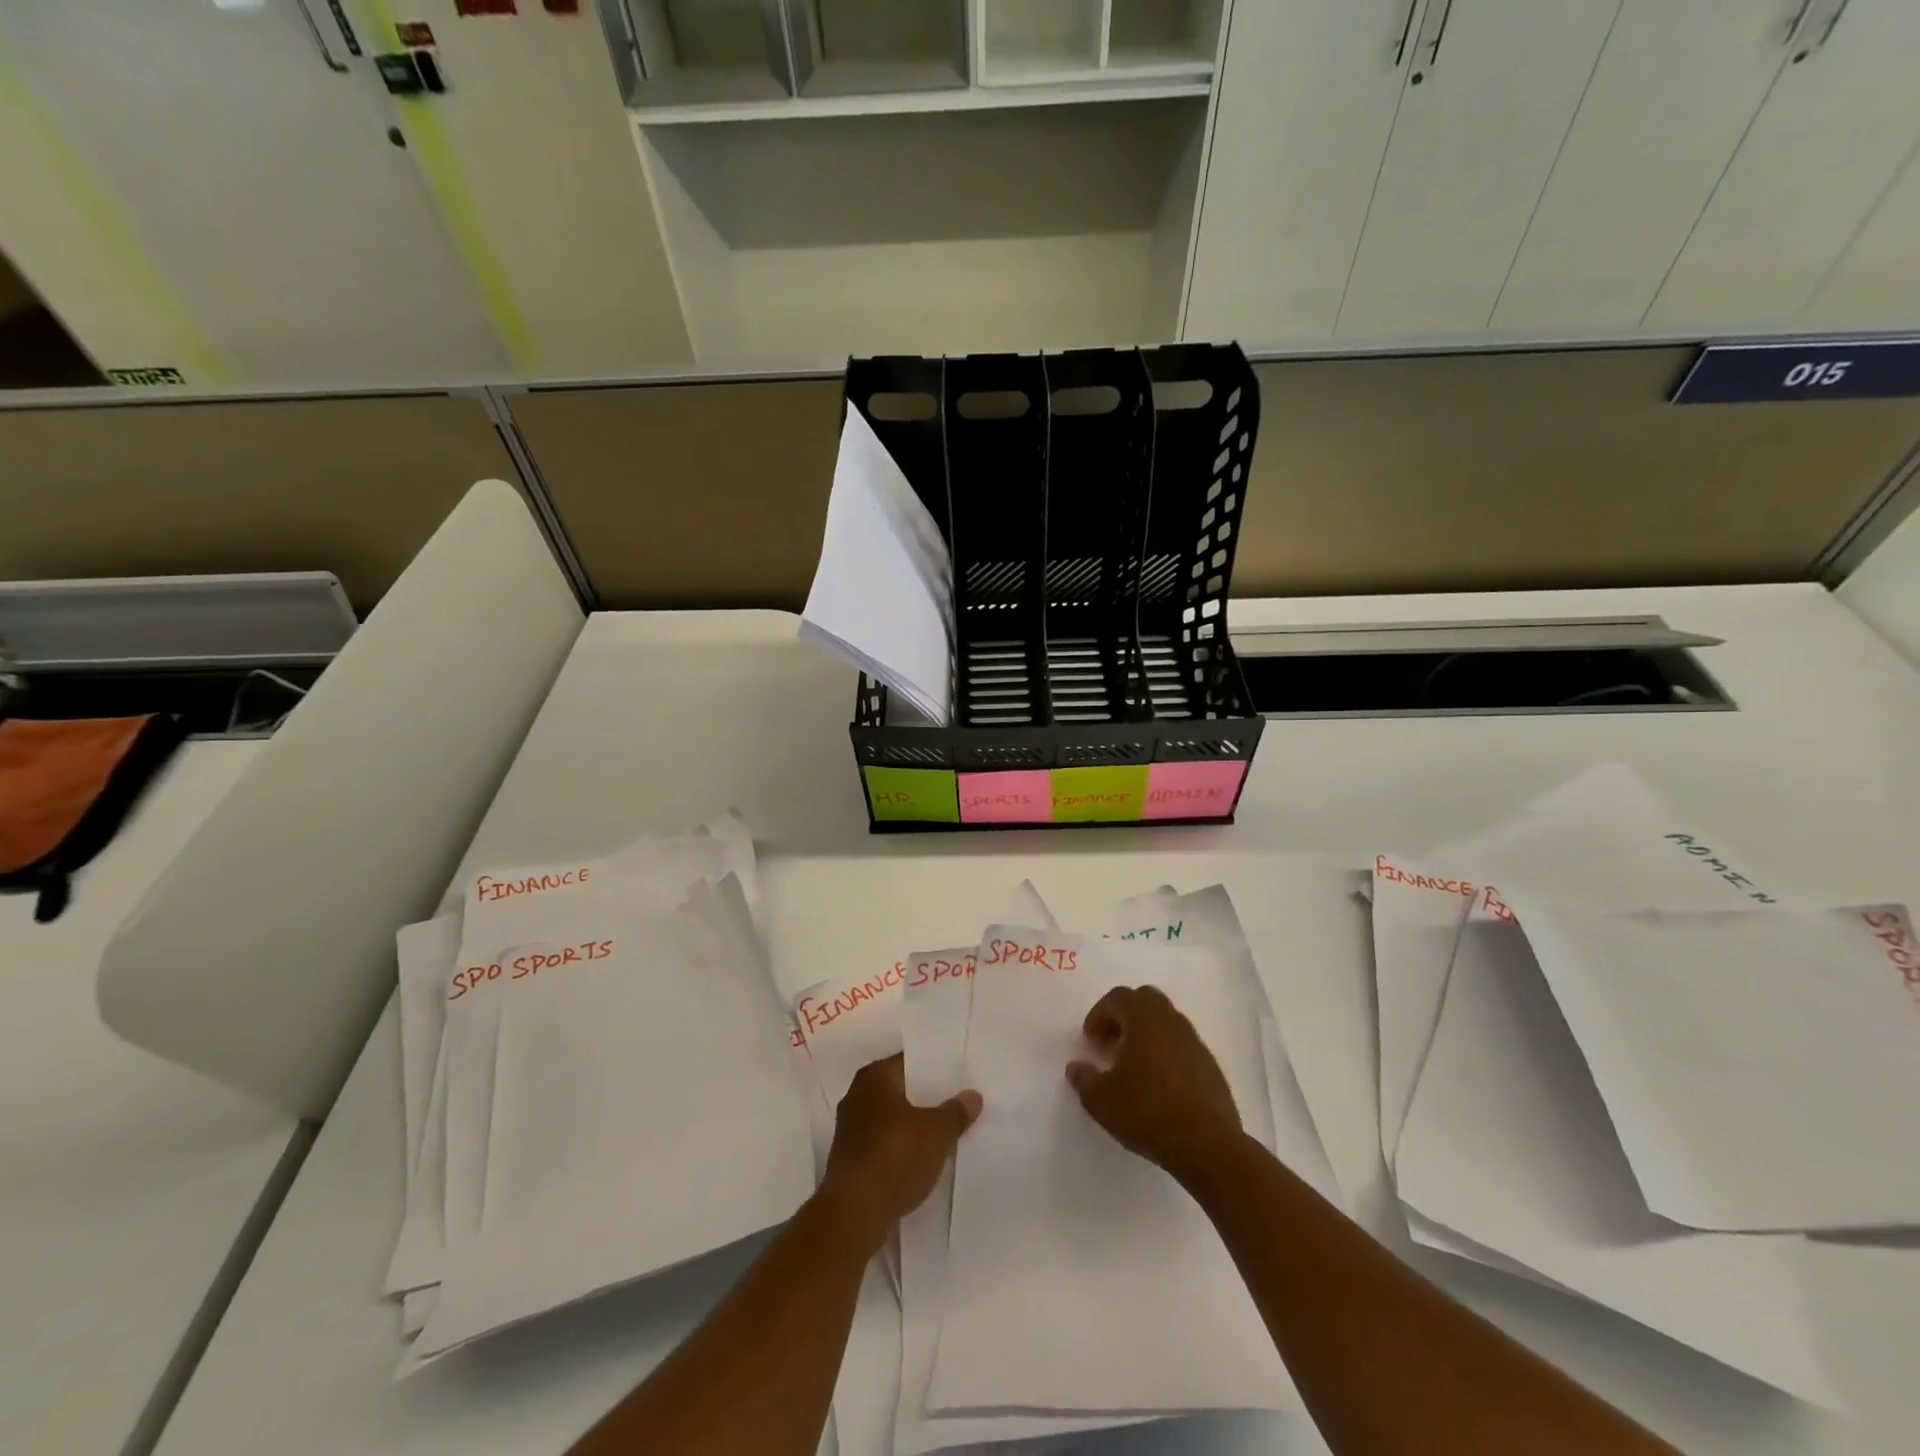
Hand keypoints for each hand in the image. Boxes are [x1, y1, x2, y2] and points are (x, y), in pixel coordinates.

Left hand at [818, 1054, 980, 1249]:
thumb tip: (973, 1095)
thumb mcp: (936, 1133)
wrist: (853, 1213)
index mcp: (873, 1078)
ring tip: (941, 1132)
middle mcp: (856, 1096)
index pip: (907, 1062)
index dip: (931, 1068)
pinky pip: (882, 1145)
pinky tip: (920, 1161)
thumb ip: (955, 1112)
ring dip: (910, 1126)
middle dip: (922, 1098)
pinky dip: (898, 1149)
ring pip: (889, 1120)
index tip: (955, 1075)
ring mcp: (849, 1131)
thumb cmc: (894, 1156)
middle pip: (898, 1091)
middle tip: (953, 1101)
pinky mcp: (849, 1162)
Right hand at [1067, 985, 1240, 1181]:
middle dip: (1124, 1015)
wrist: (1207, 1145)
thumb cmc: (1148, 1112)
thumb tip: (1076, 1067)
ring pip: (1166, 1021)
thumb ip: (1084, 1079)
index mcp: (1144, 1020)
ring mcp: (1195, 1042)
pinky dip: (1166, 1052)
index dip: (1099, 1013)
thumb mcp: (1101, 1100)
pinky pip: (1182, 1045)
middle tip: (1111, 1041)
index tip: (1090, 1040)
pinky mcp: (1210, 1066)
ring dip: (1146, 1033)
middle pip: (1146, 1000)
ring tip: (1133, 1065)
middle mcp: (1171, 1022)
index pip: (1118, 997)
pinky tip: (1158, 1084)